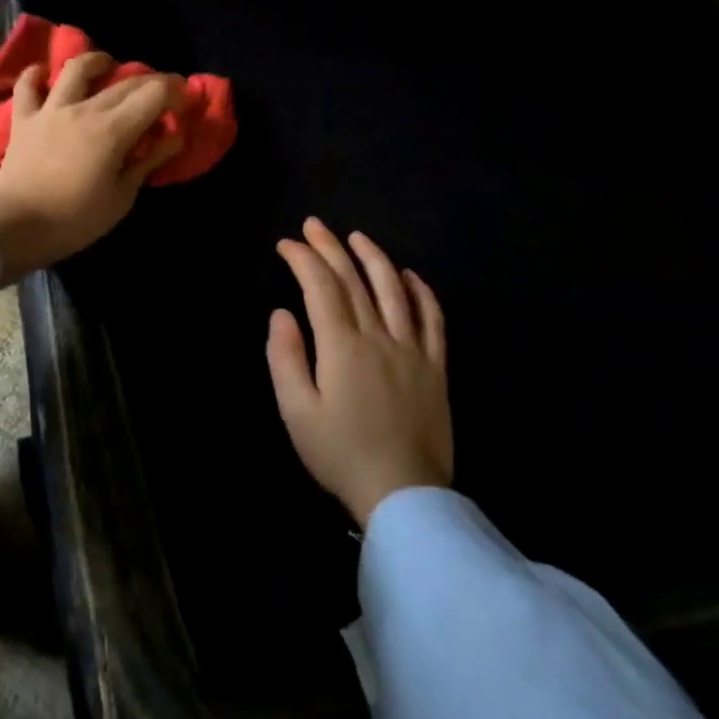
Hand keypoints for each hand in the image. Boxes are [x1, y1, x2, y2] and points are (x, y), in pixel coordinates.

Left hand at [0, 52, 183, 282]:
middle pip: (124, 82)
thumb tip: (173, 137)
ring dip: (97, 62)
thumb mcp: (122, 197)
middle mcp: (84, 108)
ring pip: (76, 69)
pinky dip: (36, 75)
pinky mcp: (23, 119)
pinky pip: (27, 85)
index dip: (176, 93)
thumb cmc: (75, 219)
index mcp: (113, 129)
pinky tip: (45, 74)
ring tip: (107, 67)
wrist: (17, 226)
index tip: (185, 103)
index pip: (154, 94)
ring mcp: (50, 109)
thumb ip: (148, 161)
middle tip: (160, 95)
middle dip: (150, 83)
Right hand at [267, 217, 451, 526]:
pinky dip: (422, 293)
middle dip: (330, 248)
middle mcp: (379, 337)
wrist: (403, 494)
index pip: (320, 287)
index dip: (303, 259)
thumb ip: (285, 357)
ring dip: (374, 258)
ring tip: (357, 238)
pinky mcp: (435, 367)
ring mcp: (412, 350)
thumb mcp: (295, 411)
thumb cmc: (340, 453)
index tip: (285, 244)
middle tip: (314, 225)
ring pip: (394, 290)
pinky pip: (433, 320)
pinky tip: (411, 276)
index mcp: (342, 347)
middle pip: (354, 280)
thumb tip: (282, 314)